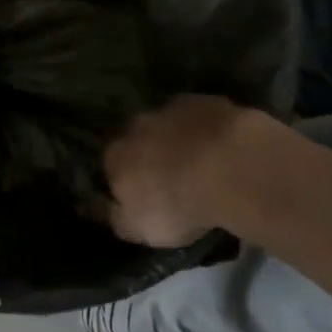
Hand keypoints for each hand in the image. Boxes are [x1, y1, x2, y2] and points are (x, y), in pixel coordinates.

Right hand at [103, 95, 263, 248]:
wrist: (227, 168)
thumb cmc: (177, 204)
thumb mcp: (140, 229)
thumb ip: (117, 218)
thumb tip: (103, 208)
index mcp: (116, 156)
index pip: (111, 166)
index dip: (127, 180)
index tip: (144, 196)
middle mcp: (136, 126)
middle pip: (138, 140)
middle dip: (151, 154)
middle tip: (174, 178)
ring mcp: (171, 109)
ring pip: (169, 124)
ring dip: (179, 139)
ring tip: (202, 163)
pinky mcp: (205, 101)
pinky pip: (201, 116)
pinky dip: (207, 129)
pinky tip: (224, 148)